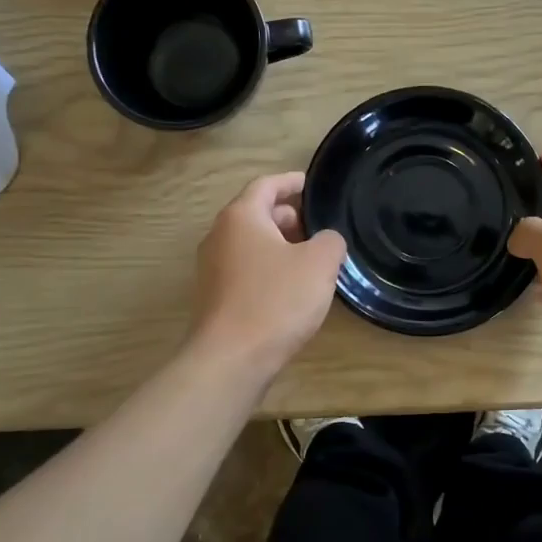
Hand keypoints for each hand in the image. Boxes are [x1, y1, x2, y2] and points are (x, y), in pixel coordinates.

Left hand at [190, 172, 346, 376]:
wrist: (231, 359)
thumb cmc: (276, 300)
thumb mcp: (319, 264)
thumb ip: (330, 241)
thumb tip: (325, 241)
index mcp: (241, 217)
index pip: (266, 185)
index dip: (291, 182)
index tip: (311, 184)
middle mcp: (219, 236)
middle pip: (256, 213)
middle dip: (288, 216)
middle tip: (318, 226)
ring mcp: (212, 268)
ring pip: (251, 244)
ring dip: (279, 245)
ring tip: (311, 258)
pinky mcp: (214, 297)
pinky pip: (245, 269)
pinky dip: (268, 268)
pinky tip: (291, 288)